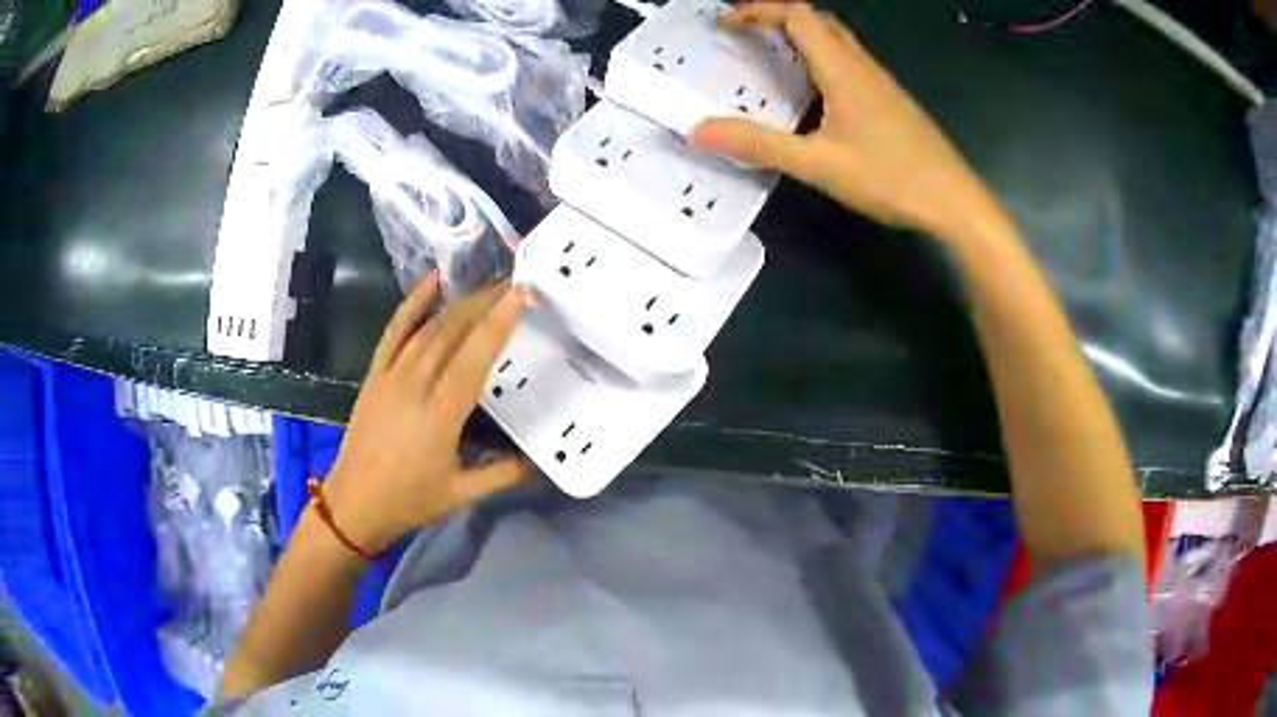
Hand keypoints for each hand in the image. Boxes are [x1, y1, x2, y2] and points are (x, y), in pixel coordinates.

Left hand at [320, 273, 531, 554]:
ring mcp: (391, 375)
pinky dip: (413, 303)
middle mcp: (415, 385)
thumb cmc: (410, 500)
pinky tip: (432, 281)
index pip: (474, 358)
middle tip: (514, 283)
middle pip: (453, 332)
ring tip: (488, 286)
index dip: (499, 323)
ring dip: (460, 303)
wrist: (354, 503)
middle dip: (485, 302)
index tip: (522, 293)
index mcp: (440, 415)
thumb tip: (544, 462)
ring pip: (429, 328)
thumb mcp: (462, 494)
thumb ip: (505, 474)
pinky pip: (394, 331)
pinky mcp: (376, 374)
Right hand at [691, 2, 993, 234]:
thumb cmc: (892, 178)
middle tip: (747, 39)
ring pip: (837, 41)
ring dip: (801, 39)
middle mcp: (862, 66)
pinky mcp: (891, 100)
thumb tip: (700, 130)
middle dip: (778, 19)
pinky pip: (850, 64)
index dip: (759, 10)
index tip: (728, 25)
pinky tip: (813, 96)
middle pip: (818, 20)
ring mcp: (881, 82)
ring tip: (771, 62)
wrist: (955, 201)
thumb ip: (760, 145)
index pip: (797, 15)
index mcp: (842, 69)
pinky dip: (821, 62)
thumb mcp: (820, 164)